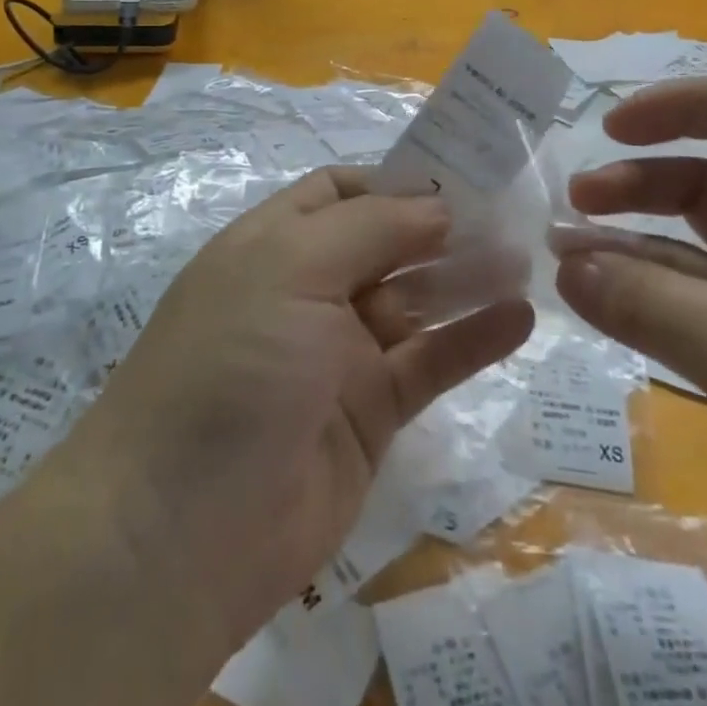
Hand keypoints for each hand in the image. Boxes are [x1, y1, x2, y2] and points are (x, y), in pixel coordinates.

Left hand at [53, 168, 533, 656]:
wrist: (181, 529)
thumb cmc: (232, 365)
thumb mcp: (290, 268)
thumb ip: (370, 228)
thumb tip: (437, 205)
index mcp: (274, 245)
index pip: (339, 193)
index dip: (394, 181)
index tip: (458, 176)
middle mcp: (306, 291)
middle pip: (385, 244)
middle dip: (441, 229)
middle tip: (510, 218)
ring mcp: (338, 354)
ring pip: (413, 302)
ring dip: (464, 280)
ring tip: (524, 260)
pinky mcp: (370, 414)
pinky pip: (427, 364)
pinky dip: (471, 340)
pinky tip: (518, 318)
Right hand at [554, 76, 706, 639]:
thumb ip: (650, 305)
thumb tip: (561, 265)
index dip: (684, 105)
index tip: (611, 128)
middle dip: (642, 180)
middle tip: (574, 202)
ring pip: (696, 238)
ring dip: (630, 238)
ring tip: (563, 251)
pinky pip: (691, 298)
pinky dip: (642, 291)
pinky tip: (591, 295)